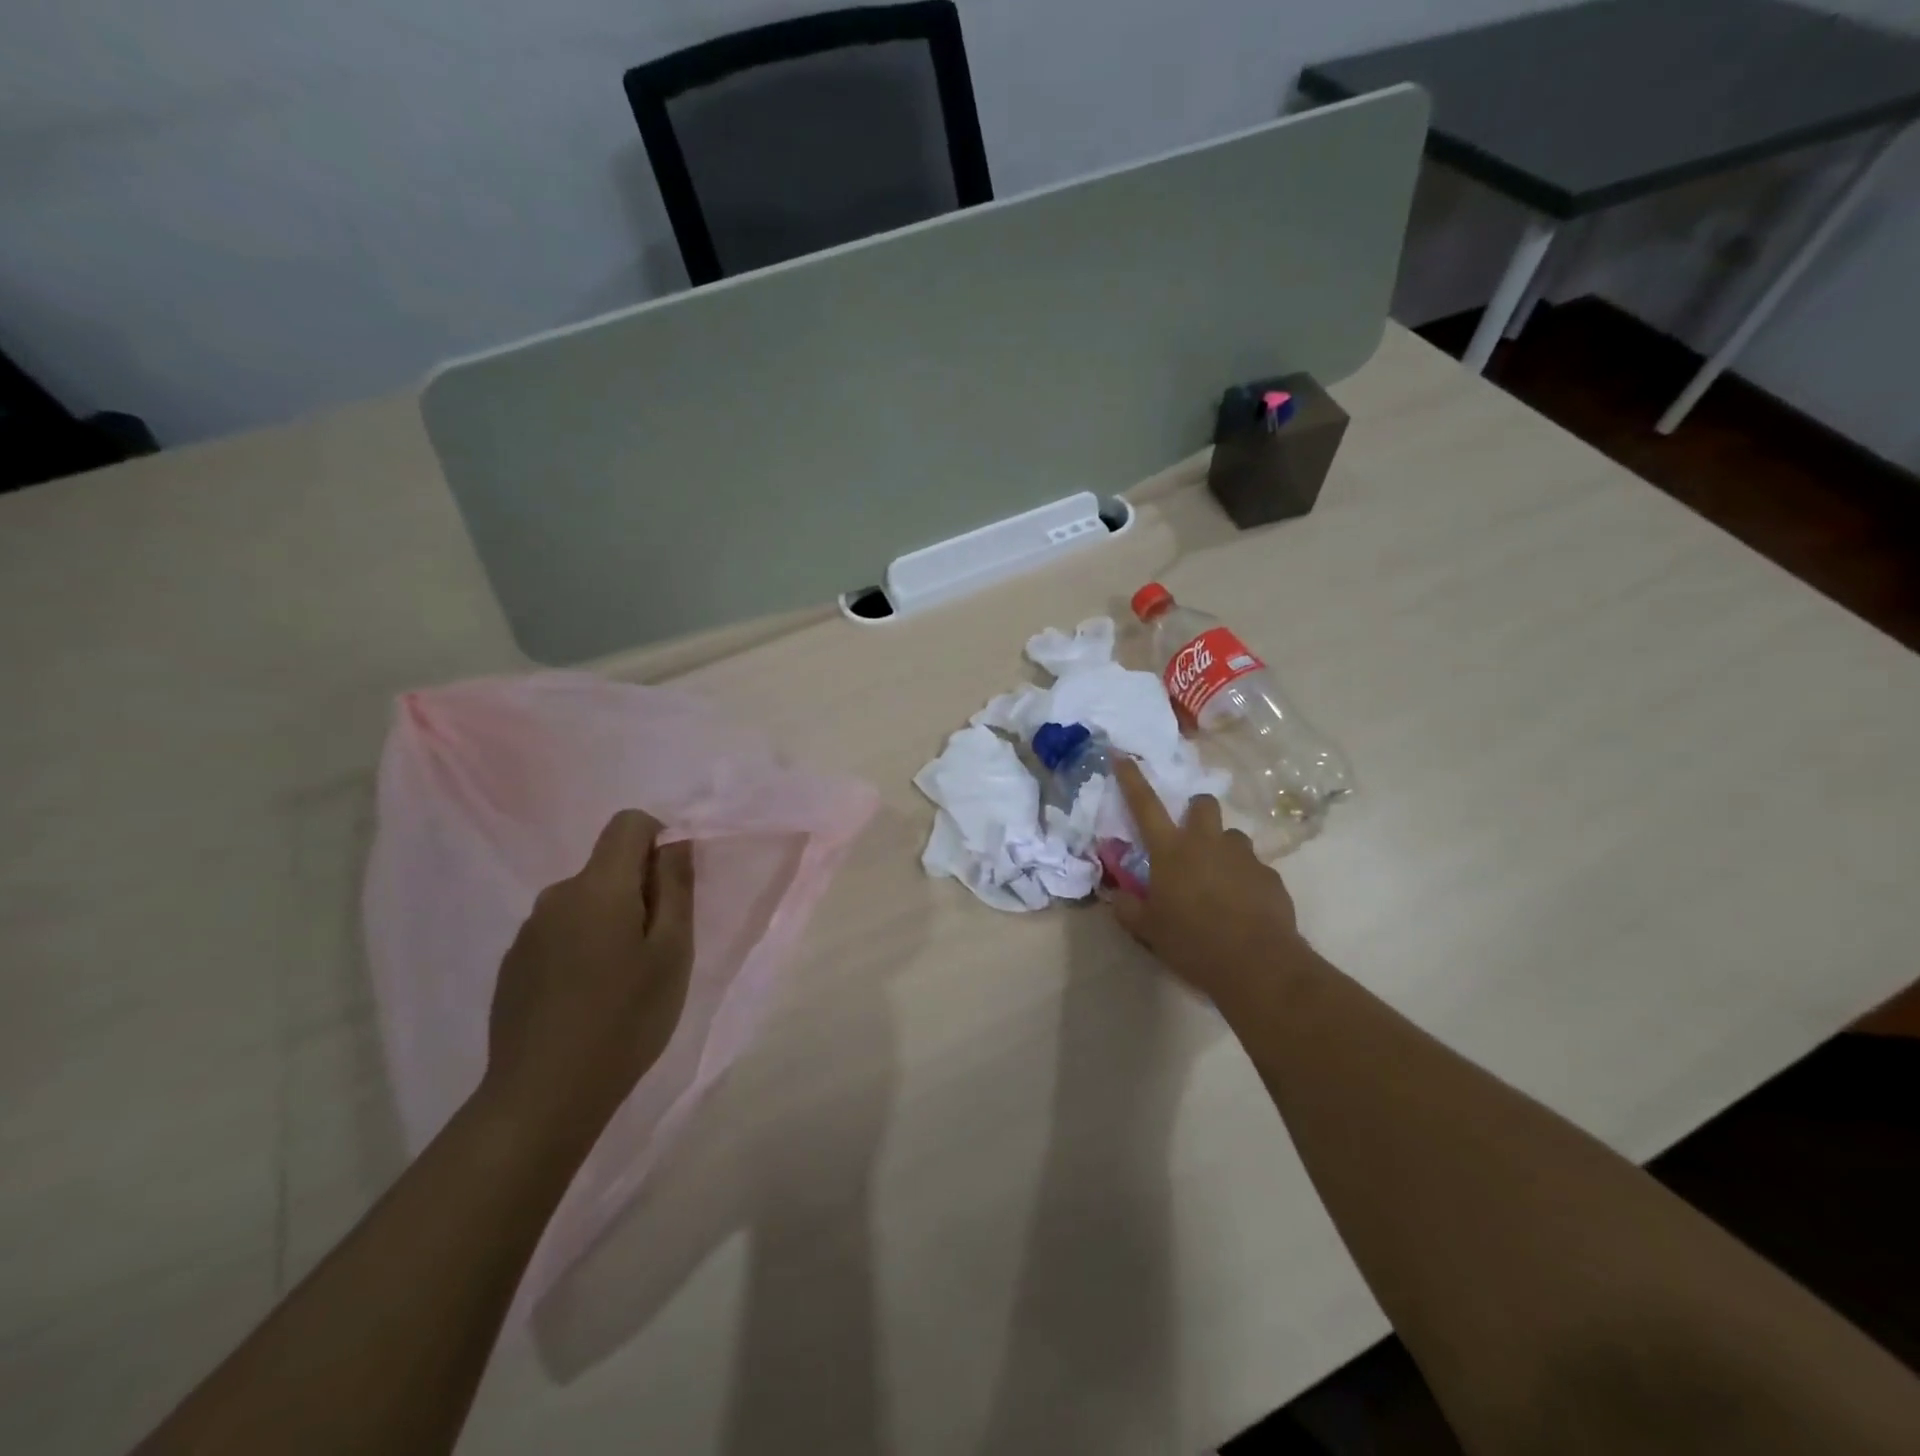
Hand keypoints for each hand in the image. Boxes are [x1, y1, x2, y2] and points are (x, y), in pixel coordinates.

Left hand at [482, 811, 695, 1149]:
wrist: (542, 1097)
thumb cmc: (625, 1019)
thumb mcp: (672, 952)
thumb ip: (675, 888)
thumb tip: (675, 842)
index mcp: (598, 887)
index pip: (628, 824)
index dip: (659, 839)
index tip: (674, 887)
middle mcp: (556, 897)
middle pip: (608, 867)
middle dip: (640, 890)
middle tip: (658, 949)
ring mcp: (528, 933)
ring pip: (585, 903)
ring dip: (611, 922)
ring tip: (623, 980)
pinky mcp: (513, 966)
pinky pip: (560, 934)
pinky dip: (583, 948)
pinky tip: (588, 999)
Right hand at [1112, 759, 1308, 1004]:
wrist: (1258, 965)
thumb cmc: (1193, 943)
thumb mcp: (1149, 930)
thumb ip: (1128, 908)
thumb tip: (1116, 895)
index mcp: (1171, 851)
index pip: (1144, 805)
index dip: (1131, 778)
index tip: (1122, 755)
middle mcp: (1207, 843)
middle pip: (1202, 804)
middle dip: (1194, 811)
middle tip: (1188, 839)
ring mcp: (1243, 857)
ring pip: (1231, 836)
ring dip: (1221, 848)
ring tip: (1217, 881)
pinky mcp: (1270, 876)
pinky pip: (1253, 867)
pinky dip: (1244, 879)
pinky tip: (1241, 906)